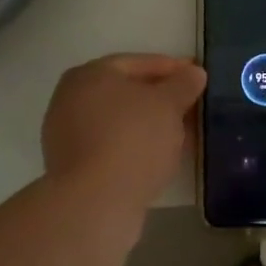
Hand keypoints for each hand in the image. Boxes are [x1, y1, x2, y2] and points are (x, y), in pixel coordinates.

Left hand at [41, 54, 206, 215]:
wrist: (95, 202)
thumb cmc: (132, 139)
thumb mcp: (168, 105)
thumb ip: (183, 84)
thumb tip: (194, 72)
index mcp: (90, 74)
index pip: (137, 63)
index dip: (171, 68)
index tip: (197, 76)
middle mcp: (71, 98)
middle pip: (126, 92)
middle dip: (161, 98)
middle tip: (192, 105)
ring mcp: (68, 135)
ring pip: (120, 121)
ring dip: (150, 124)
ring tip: (183, 133)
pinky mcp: (73, 167)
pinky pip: (112, 146)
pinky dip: (136, 146)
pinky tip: (160, 156)